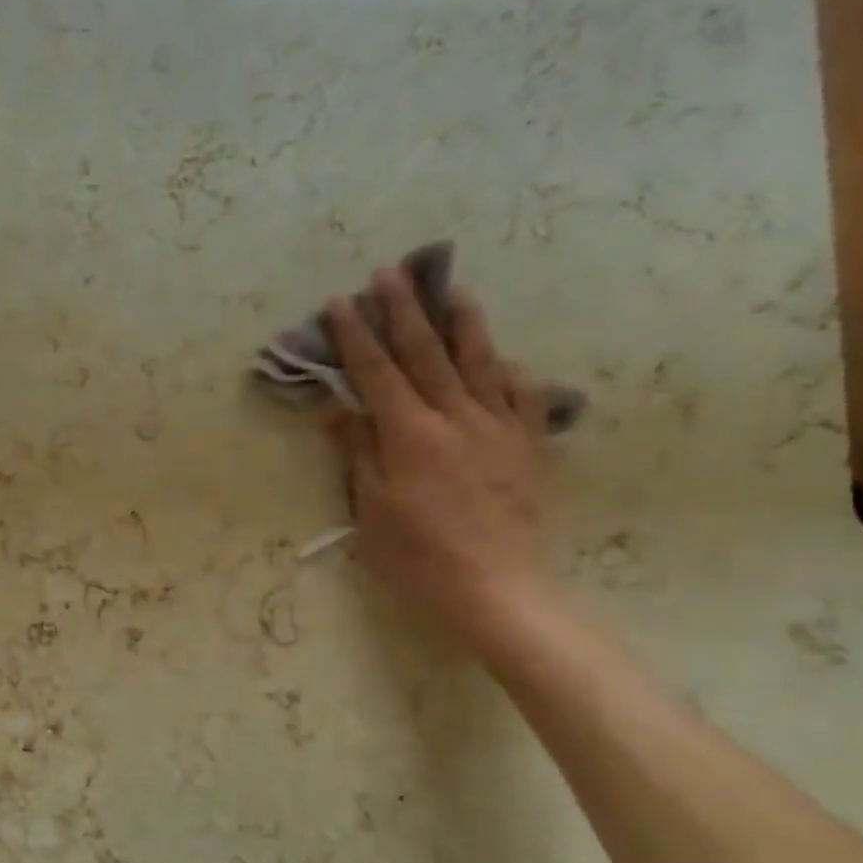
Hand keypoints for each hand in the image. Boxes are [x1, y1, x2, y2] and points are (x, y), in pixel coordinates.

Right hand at [321, 264, 555, 648]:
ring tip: (452, 290)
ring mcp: (499, 429)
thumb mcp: (370, 507)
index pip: (376, 372)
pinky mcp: (528, 448)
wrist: (496, 589)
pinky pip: (523, 398)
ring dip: (462, 323)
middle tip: (390, 273)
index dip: (355, 335)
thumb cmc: (416, 554)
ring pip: (480, 363)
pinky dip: (510, 373)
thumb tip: (335, 405)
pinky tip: (504, 361)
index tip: (339, 302)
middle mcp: (456, 418)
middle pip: (426, 353)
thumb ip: (356, 449)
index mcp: (410, 434)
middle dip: (404, 310)